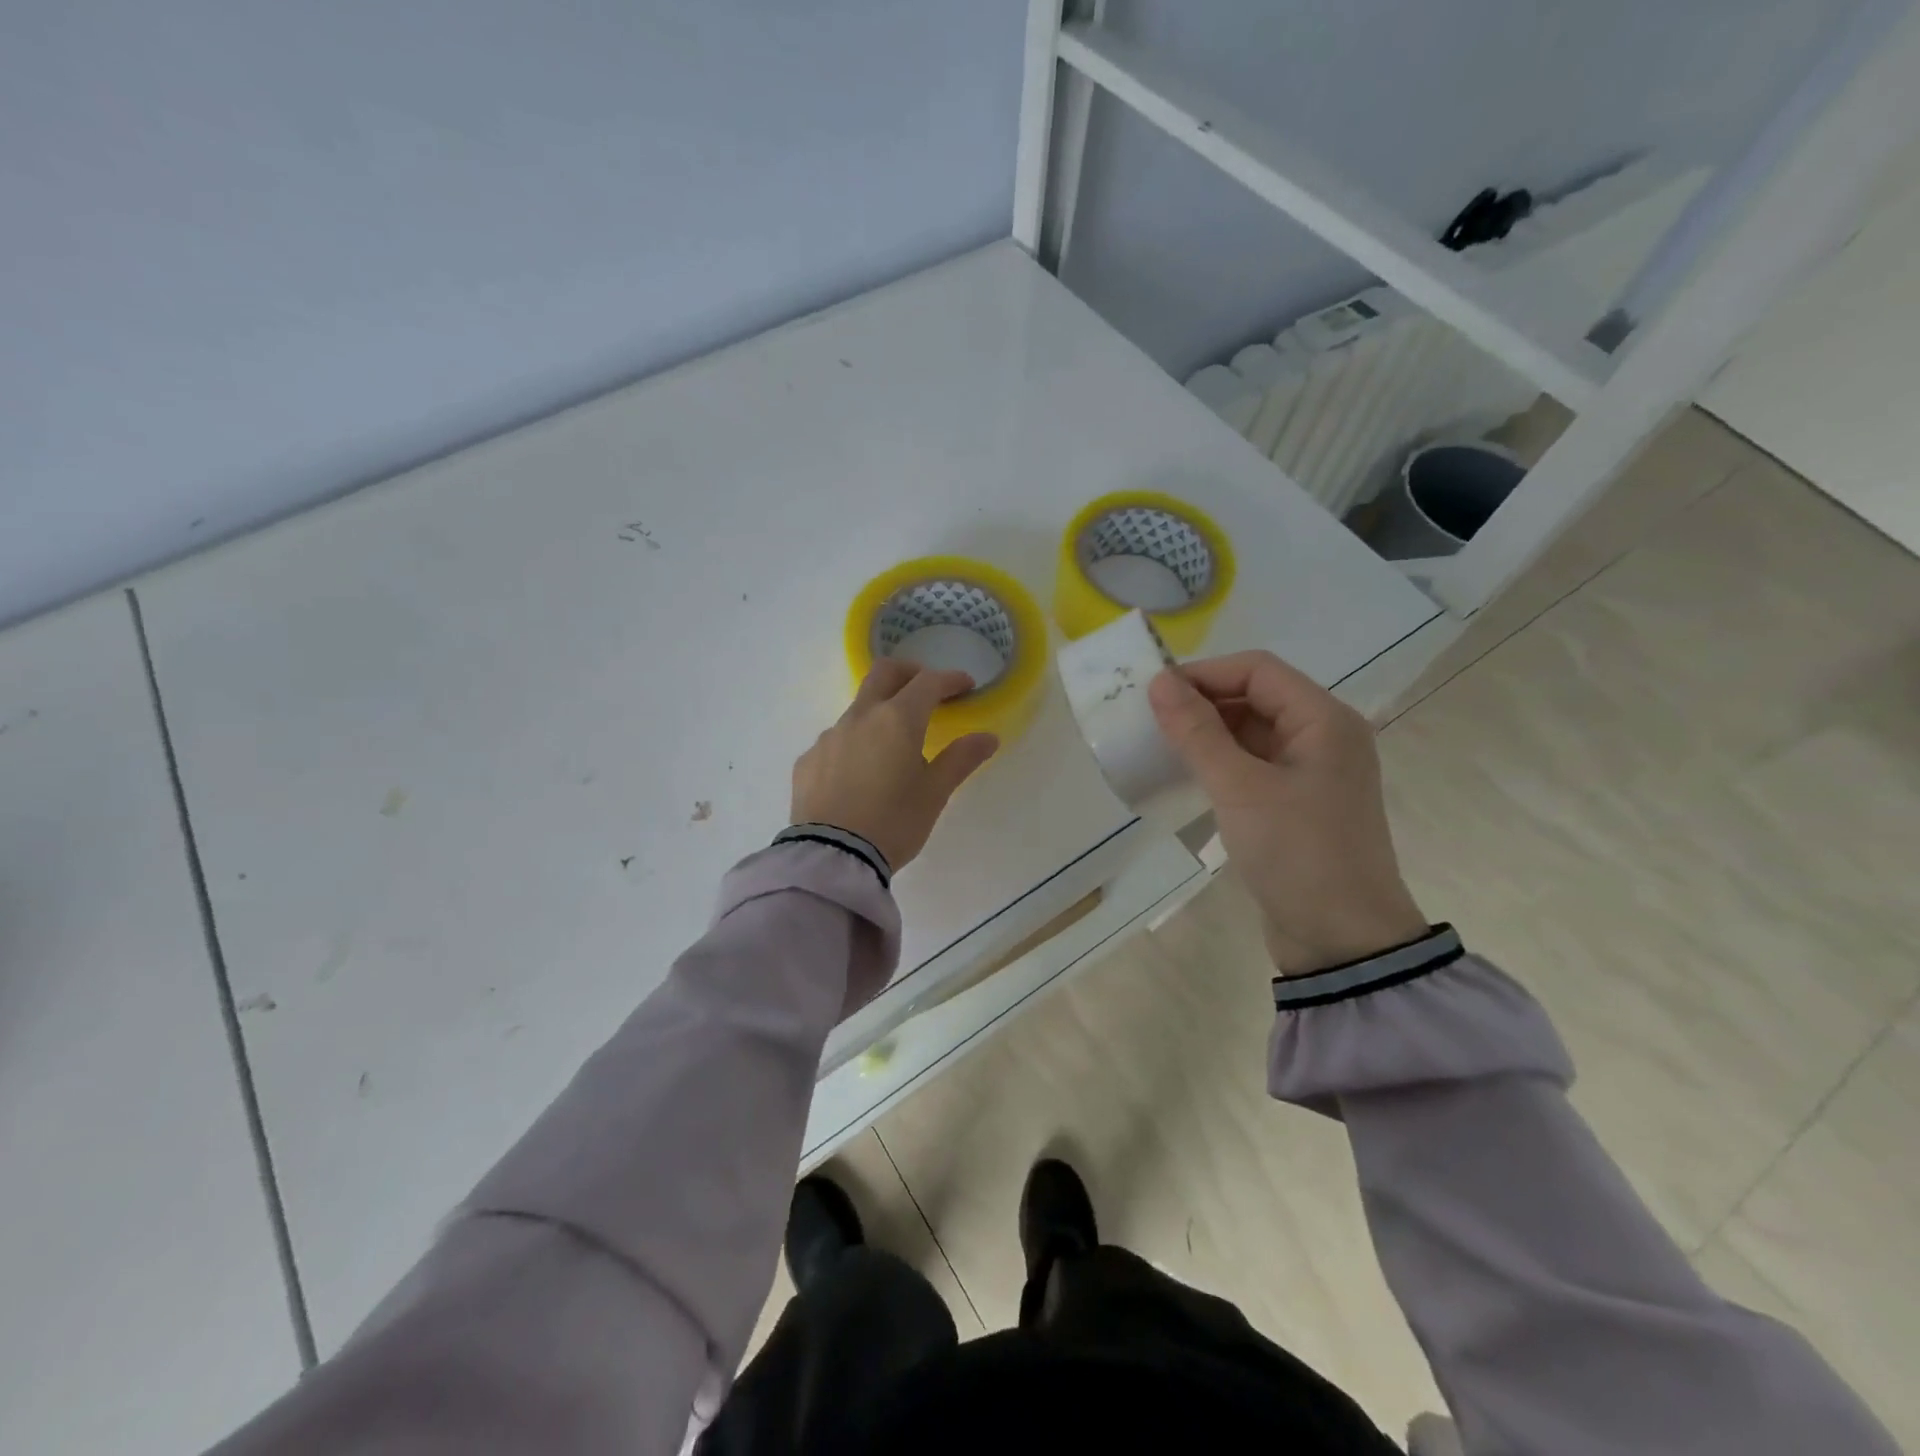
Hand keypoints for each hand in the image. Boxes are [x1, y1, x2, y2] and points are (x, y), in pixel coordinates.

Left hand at [792, 660, 999, 871]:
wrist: (832, 858)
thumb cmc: (894, 823)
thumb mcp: (934, 793)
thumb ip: (960, 759)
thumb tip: (987, 737)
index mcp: (897, 720)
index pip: (928, 683)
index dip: (950, 680)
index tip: (966, 686)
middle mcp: (859, 717)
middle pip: (884, 673)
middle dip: (910, 673)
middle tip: (928, 690)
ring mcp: (829, 737)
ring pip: (858, 708)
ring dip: (880, 713)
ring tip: (894, 745)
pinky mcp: (808, 760)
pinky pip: (836, 740)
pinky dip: (855, 744)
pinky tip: (860, 774)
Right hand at [1148, 651, 1426, 975]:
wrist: (1342, 941)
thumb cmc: (1297, 853)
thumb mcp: (1240, 789)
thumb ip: (1198, 732)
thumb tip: (1159, 682)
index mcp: (1324, 720)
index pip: (1258, 669)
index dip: (1204, 673)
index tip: (1153, 692)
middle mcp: (1323, 736)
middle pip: (1256, 696)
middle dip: (1203, 702)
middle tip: (1150, 719)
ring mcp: (1311, 771)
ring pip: (1252, 732)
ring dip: (1208, 733)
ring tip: (1160, 744)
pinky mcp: (1297, 802)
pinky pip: (1253, 764)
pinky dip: (1220, 762)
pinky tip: (1187, 774)